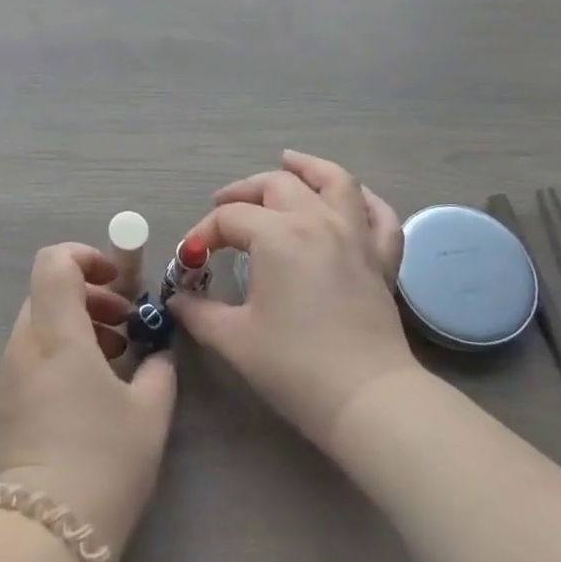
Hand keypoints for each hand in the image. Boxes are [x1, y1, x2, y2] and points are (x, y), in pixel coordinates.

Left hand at [0, 244, 176, 557]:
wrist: (44, 535)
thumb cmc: (103, 462)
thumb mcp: (150, 412)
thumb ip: (158, 368)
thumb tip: (155, 353)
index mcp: (57, 334)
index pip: (53, 261)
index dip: (85, 257)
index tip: (117, 281)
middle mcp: (24, 344)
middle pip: (48, 291)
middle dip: (89, 295)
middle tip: (125, 323)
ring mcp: (8, 373)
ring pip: (40, 322)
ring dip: (77, 323)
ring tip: (115, 356)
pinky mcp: (4, 401)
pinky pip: (32, 353)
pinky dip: (61, 350)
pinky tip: (90, 387)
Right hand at [172, 150, 414, 453]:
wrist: (366, 399)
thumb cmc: (294, 366)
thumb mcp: (233, 339)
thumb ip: (198, 311)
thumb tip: (177, 299)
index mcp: (278, 235)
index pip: (230, 218)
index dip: (202, 234)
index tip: (189, 260)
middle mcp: (318, 221)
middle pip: (276, 186)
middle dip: (244, 193)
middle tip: (224, 208)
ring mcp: (356, 236)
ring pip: (335, 181)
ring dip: (308, 168)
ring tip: (289, 162)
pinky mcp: (383, 259)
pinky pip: (379, 215)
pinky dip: (364, 200)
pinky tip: (350, 198)